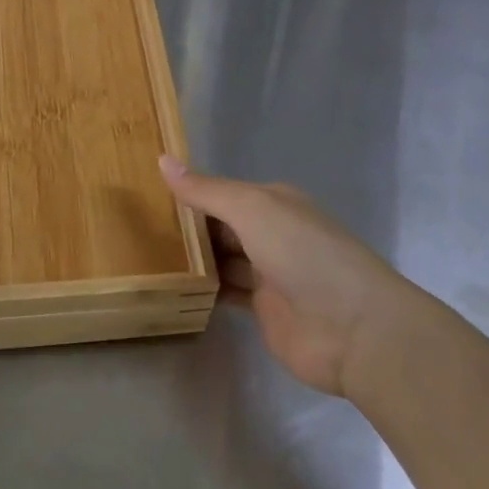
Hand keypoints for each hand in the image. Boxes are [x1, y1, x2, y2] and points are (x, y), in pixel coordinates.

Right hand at [161, 157, 415, 396]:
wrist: (354, 328)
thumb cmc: (303, 254)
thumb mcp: (252, 209)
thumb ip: (206, 190)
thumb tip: (162, 159)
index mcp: (273, 202)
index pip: (221, 192)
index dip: (187, 192)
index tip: (144, 195)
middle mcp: (271, 233)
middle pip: (219, 226)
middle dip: (184, 227)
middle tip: (134, 228)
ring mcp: (268, 273)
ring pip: (220, 259)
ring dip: (191, 258)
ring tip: (142, 256)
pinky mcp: (264, 309)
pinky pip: (225, 292)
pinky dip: (202, 288)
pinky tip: (170, 286)